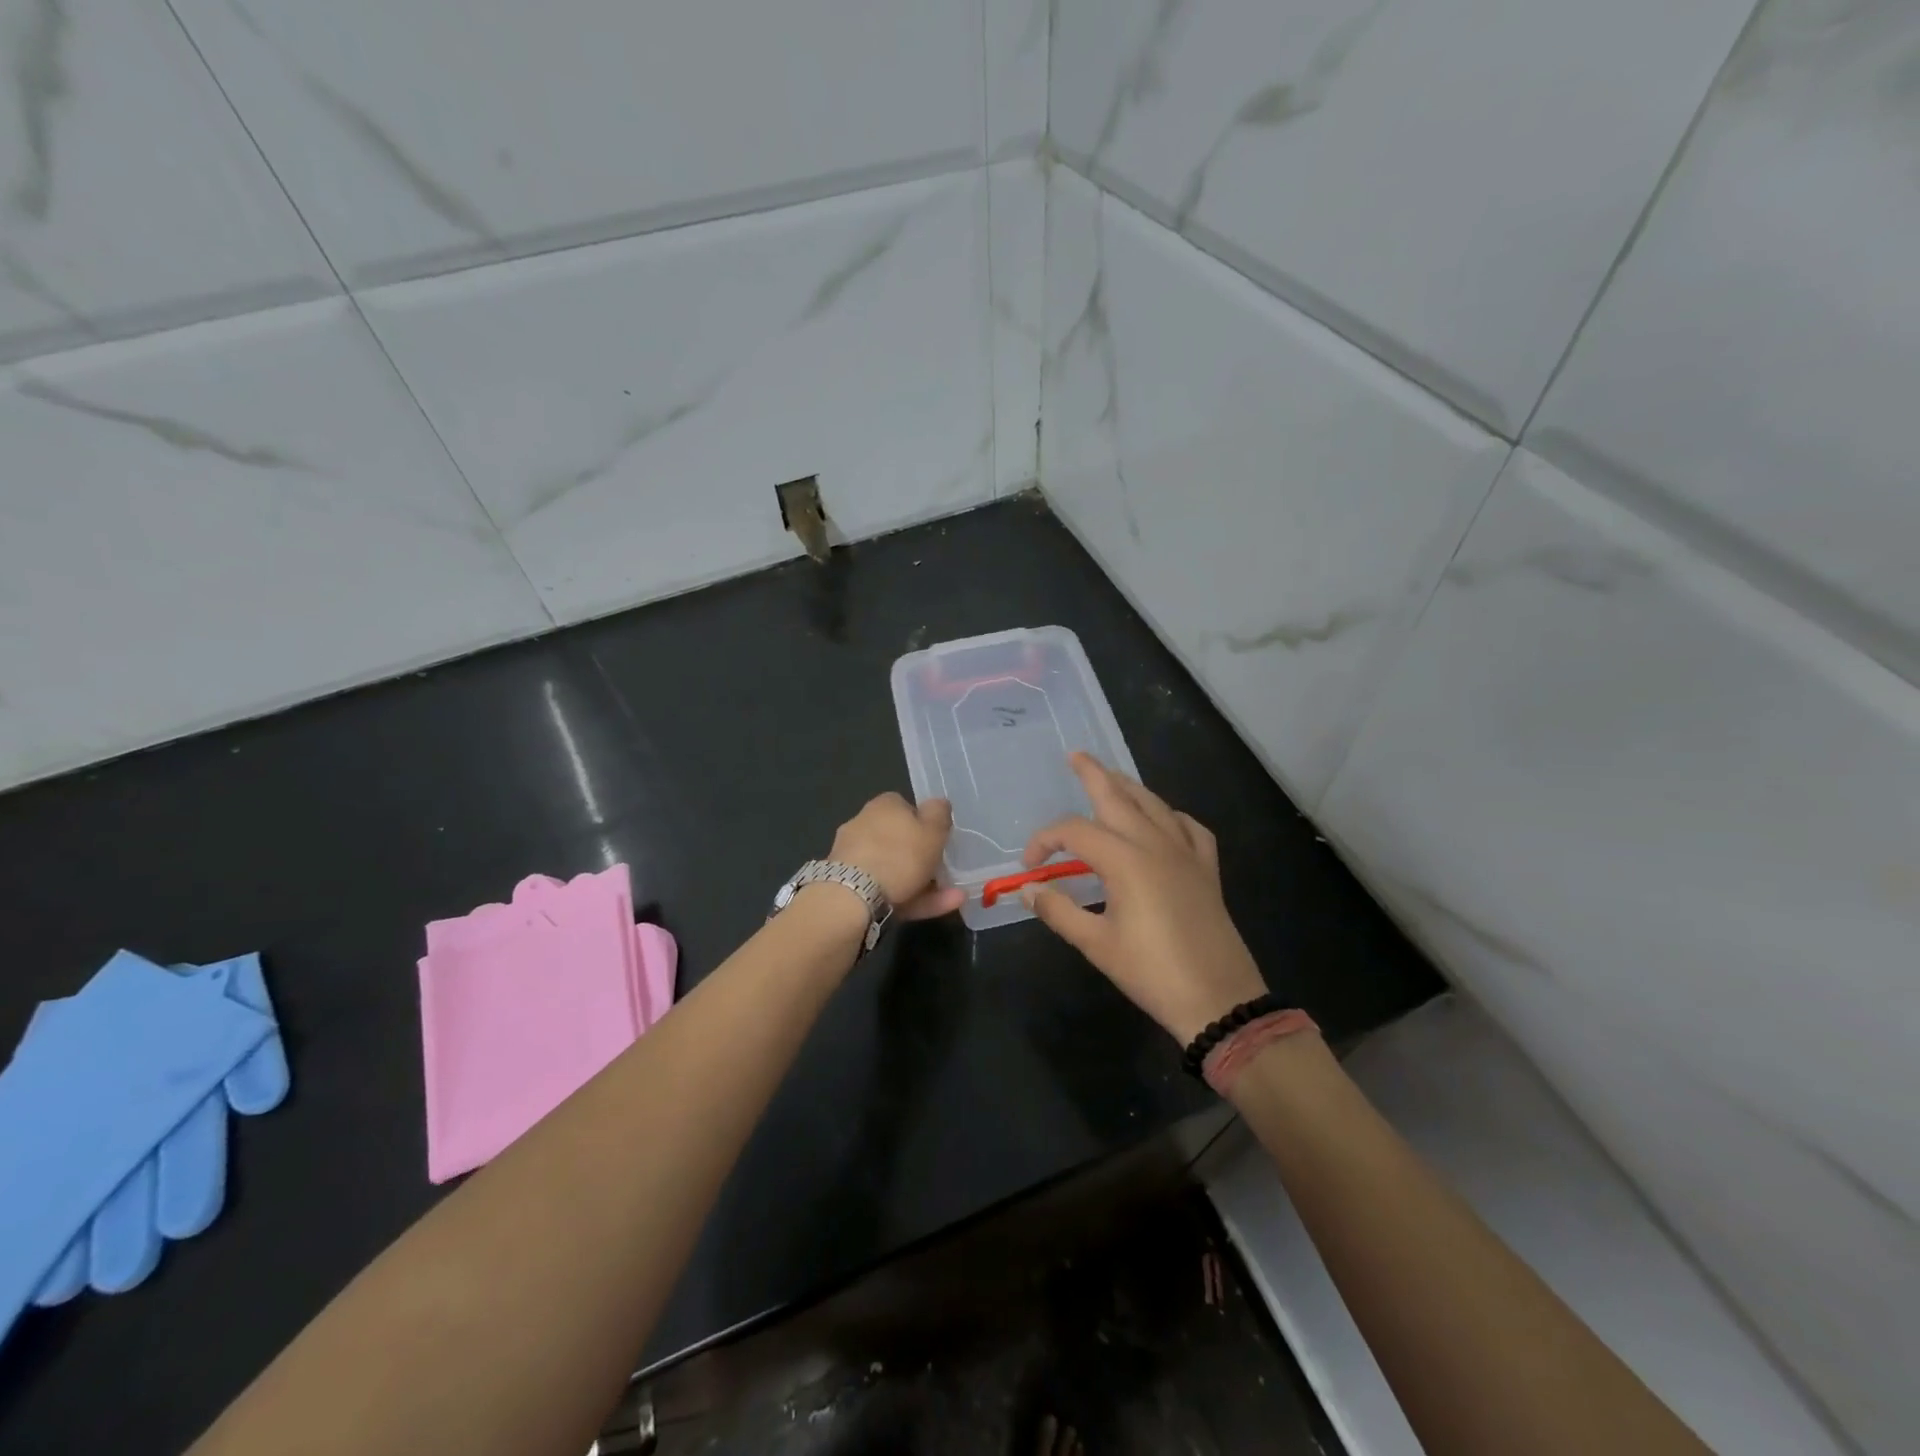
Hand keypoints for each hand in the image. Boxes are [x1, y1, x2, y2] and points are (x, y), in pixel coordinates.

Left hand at [829, 793, 965, 919]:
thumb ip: (940, 814)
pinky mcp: (850, 886)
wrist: (854, 896)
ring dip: (924, 883)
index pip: (906, 807)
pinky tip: (936, 908)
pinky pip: (886, 889)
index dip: (925, 823)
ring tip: (954, 897)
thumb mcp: (933, 829)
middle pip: (899, 840)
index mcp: (883, 805)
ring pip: (895, 869)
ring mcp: (854, 857)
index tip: (940, 840)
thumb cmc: (900, 855)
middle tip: (946, 873)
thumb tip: (938, 804)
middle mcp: (863, 825)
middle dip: (923, 858)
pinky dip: (910, 898)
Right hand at [1021, 754, 1266, 1042]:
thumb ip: (1059, 911)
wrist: (1218, 1000)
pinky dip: (1171, 816)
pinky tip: (1163, 821)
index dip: (1044, 840)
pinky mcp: (1206, 869)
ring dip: (1130, 788)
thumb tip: (1027, 890)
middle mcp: (1156, 844)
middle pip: (1119, 797)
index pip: (1074, 832)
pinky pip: (1189, 827)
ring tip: (1112, 778)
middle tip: (1076, 756)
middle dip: (1094, 774)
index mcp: (1125, 860)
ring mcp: (1186, 854)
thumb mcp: (1096, 945)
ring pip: (1154, 805)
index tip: (1029, 866)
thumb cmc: (1151, 972)